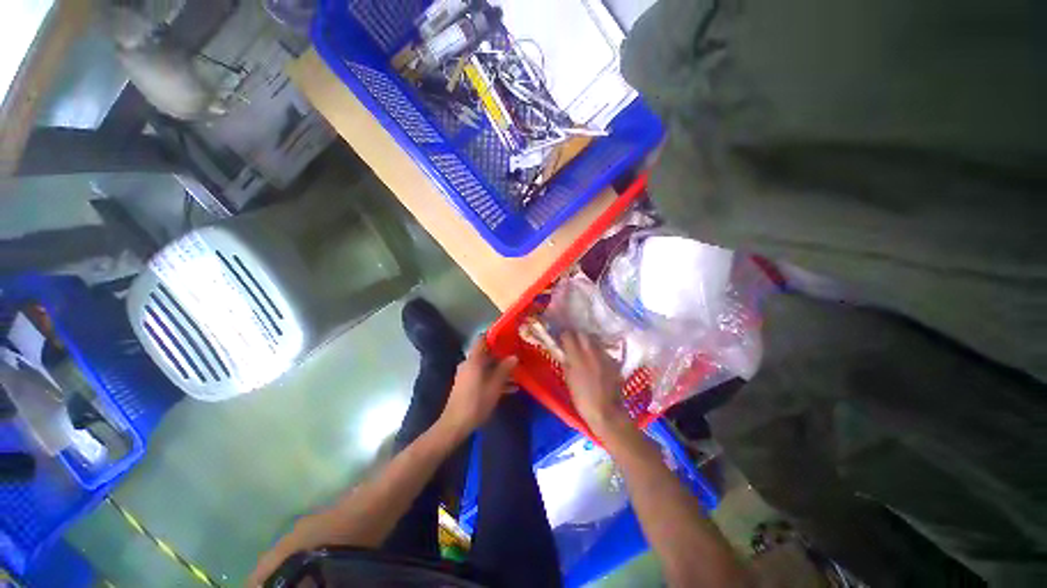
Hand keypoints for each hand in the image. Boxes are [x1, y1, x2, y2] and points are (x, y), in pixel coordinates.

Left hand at [439, 338, 517, 435]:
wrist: (455, 425)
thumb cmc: (476, 402)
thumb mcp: (495, 386)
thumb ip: (504, 370)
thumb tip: (514, 356)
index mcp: (474, 360)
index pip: (482, 339)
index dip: (494, 335)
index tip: (507, 335)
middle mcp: (468, 364)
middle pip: (486, 354)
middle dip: (501, 355)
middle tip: (517, 355)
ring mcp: (467, 375)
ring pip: (486, 367)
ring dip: (500, 369)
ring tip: (517, 374)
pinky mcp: (467, 385)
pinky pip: (483, 376)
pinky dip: (494, 379)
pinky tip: (510, 388)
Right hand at [561, 332, 630, 435]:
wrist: (606, 411)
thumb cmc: (582, 400)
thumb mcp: (569, 381)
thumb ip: (566, 364)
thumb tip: (564, 354)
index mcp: (577, 357)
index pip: (568, 336)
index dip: (563, 335)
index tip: (561, 338)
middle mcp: (591, 352)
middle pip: (583, 334)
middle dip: (576, 335)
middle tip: (573, 341)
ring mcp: (604, 355)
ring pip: (595, 340)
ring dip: (588, 342)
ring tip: (585, 349)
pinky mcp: (613, 361)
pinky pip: (603, 351)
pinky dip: (598, 352)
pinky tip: (596, 360)